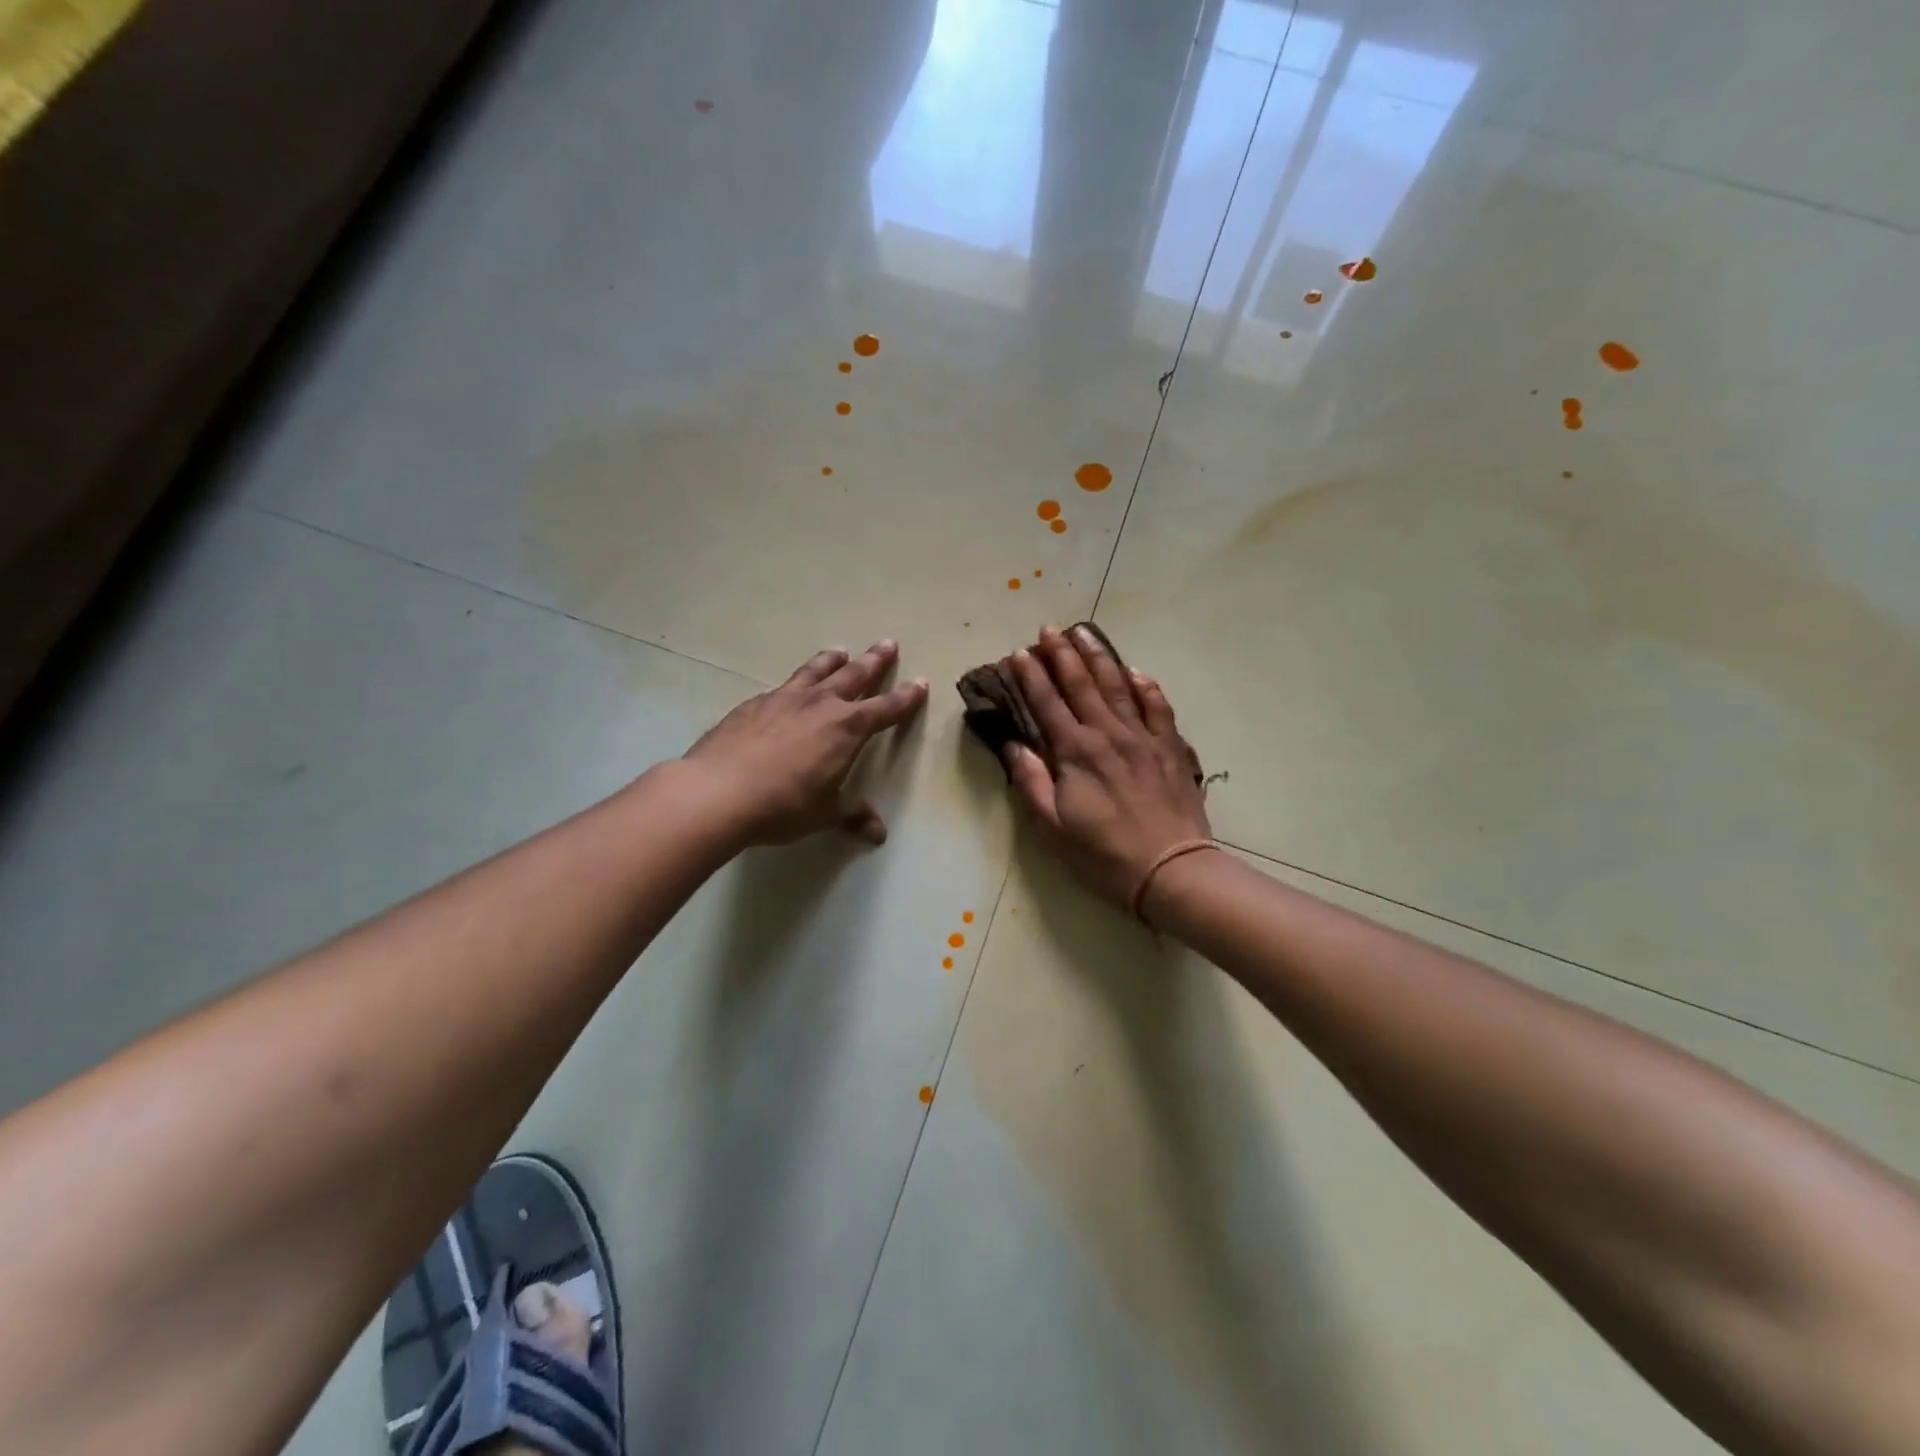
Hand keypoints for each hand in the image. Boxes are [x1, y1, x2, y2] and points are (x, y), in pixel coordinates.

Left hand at [683, 640, 927, 847]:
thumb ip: (852, 815)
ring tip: (840, 651)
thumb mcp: (824, 814)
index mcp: (847, 728)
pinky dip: (793, 684)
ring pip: (815, 671)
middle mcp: (820, 704)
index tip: (920, 682)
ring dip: (831, 660)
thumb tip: (878, 833)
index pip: (886, 708)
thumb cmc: (783, 805)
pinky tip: (787, 691)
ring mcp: (784, 699)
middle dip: (874, 661)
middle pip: (854, 675)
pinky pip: (781, 688)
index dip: (906, 697)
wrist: (719, 791)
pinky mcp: (753, 704)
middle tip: (888, 643)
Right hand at [1005, 625, 1211, 908]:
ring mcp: (1143, 737)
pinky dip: (1145, 686)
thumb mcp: (1053, 827)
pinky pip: (1158, 707)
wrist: (1171, 869)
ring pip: (1118, 686)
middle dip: (1062, 654)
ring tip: (1084, 633)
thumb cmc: (1104, 854)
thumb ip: (1032, 782)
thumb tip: (1014, 746)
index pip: (1047, 704)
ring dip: (1099, 657)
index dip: (1031, 677)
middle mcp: (1108, 734)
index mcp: (1076, 752)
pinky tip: (1135, 672)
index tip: (1018, 654)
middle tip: (1048, 629)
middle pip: (1081, 684)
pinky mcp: (1170, 748)